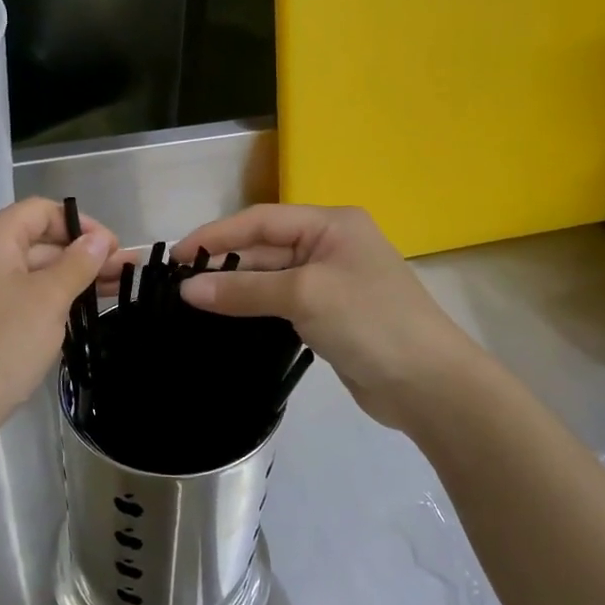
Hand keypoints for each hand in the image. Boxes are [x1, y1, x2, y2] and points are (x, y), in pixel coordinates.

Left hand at [0, 198, 115, 454]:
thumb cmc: (0, 345)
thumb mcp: (48, 300)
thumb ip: (77, 263)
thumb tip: (98, 238)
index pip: (42, 211)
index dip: (81, 224)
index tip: (114, 248)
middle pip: (40, 240)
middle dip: (84, 254)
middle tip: (127, 274)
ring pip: (35, 273)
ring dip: (74, 279)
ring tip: (118, 292)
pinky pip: (24, 299)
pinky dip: (54, 301)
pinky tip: (84, 313)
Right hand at [175, 205, 478, 428]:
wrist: (428, 384)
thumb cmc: (370, 321)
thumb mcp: (304, 295)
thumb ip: (244, 289)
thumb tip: (186, 290)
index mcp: (331, 224)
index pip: (261, 220)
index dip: (217, 235)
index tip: (176, 255)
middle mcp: (329, 245)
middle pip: (264, 248)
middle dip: (224, 263)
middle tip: (177, 283)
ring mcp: (329, 281)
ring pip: (270, 277)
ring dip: (235, 288)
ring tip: (190, 302)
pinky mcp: (327, 315)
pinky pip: (279, 302)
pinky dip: (252, 308)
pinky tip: (224, 318)